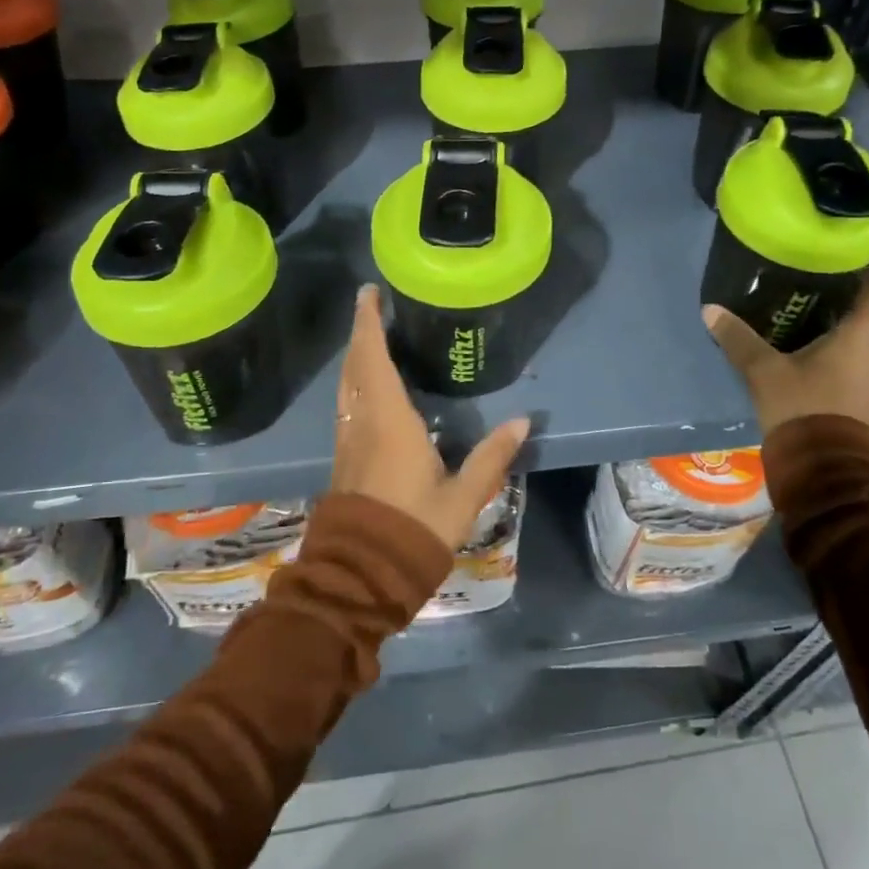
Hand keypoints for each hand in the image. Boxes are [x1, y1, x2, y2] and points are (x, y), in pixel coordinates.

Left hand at [327, 285, 529, 551]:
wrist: (362, 575)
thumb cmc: (414, 529)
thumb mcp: (463, 496)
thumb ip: (492, 457)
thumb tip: (524, 421)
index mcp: (388, 420)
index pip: (373, 358)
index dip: (368, 322)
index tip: (368, 292)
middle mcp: (362, 422)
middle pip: (354, 365)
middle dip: (360, 332)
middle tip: (372, 305)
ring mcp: (348, 440)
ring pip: (346, 386)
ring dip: (355, 357)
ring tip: (371, 338)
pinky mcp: (344, 459)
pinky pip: (347, 405)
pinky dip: (355, 382)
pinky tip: (368, 388)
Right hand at [702, 252, 868, 435]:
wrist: (824, 468)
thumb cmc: (803, 407)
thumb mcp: (764, 370)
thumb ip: (738, 338)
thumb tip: (710, 309)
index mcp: (864, 336)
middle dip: (866, 286)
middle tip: (838, 264)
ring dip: (855, 314)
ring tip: (824, 295)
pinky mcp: (864, 396)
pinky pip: (861, 355)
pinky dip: (847, 338)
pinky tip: (818, 336)